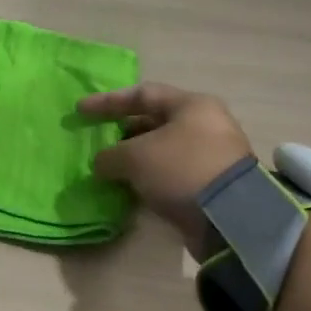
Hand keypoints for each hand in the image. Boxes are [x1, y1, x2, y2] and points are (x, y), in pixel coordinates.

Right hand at [78, 82, 253, 248]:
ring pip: (163, 150)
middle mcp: (205, 124)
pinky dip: (150, 178)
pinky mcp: (211, 184)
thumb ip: (110, 155)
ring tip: (110, 170)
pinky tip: (131, 188)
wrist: (229, 217)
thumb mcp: (135, 157)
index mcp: (191, 105)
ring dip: (136, 158)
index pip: (142, 94)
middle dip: (123, 133)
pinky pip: (172, 173)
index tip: (80, 110)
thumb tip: (102, 163)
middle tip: (99, 144)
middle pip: (155, 122)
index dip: (108, 102)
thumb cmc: (180, 169)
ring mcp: (211, 155)